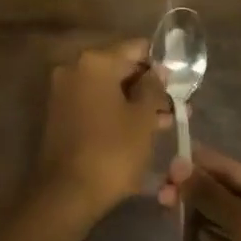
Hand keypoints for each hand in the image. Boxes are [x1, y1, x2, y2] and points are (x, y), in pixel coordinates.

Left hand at [35, 38, 171, 222]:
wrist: (67, 192)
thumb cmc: (112, 151)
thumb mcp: (143, 119)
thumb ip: (153, 88)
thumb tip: (157, 71)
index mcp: (95, 62)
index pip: (136, 48)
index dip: (161, 63)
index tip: (180, 81)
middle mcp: (74, 68)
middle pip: (120, 68)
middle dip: (149, 86)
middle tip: (178, 105)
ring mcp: (64, 91)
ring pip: (109, 89)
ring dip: (136, 102)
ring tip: (167, 122)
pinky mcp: (61, 114)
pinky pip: (95, 103)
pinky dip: (117, 112)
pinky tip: (141, 130)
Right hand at [164, 147, 240, 240]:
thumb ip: (213, 195)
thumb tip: (179, 165)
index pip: (240, 170)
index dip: (204, 164)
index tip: (168, 159)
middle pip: (235, 194)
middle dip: (199, 191)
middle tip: (161, 192)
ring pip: (231, 220)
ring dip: (201, 214)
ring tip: (166, 209)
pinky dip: (211, 240)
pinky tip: (186, 237)